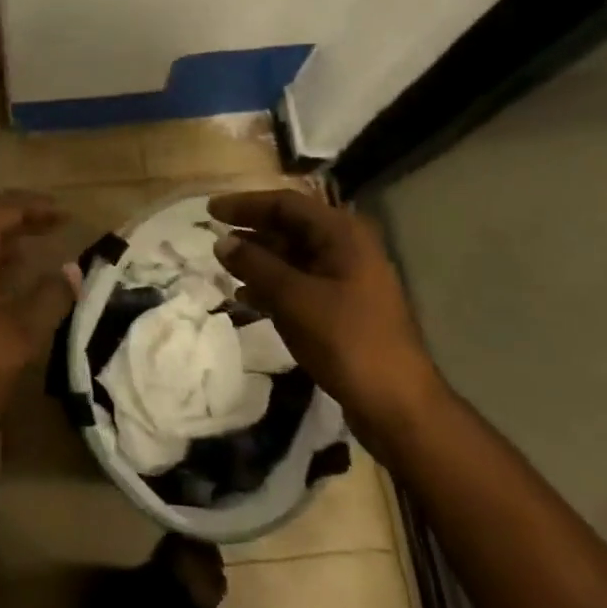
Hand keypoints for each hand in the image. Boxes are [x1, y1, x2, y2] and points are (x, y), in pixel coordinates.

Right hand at [209, 190, 442, 448]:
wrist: (397, 403)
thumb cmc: (347, 340)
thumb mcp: (294, 299)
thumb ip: (256, 265)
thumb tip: (222, 242)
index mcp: (342, 234)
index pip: (286, 204)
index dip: (246, 204)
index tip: (210, 210)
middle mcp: (347, 248)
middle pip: (291, 227)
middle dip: (252, 230)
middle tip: (213, 235)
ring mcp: (346, 278)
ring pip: (294, 256)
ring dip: (259, 259)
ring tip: (223, 265)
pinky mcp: (343, 307)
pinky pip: (300, 282)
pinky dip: (272, 284)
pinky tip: (245, 297)